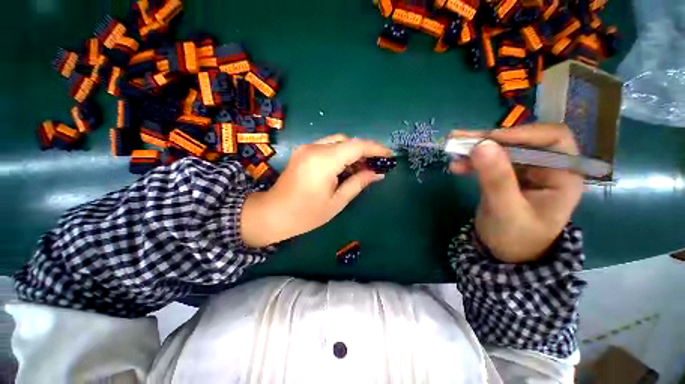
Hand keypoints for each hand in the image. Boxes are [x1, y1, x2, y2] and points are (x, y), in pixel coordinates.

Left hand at [241, 134, 392, 247]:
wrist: (273, 214)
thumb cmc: (306, 214)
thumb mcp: (337, 201)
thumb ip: (358, 183)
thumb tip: (377, 173)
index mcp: (324, 161)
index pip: (356, 146)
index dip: (375, 149)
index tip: (389, 156)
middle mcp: (314, 148)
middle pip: (347, 141)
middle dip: (364, 151)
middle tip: (375, 166)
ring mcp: (306, 148)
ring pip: (337, 142)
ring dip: (352, 152)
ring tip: (361, 169)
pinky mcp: (303, 152)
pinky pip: (327, 147)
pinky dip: (340, 154)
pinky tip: (345, 168)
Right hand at [449, 124, 583, 262]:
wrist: (505, 253)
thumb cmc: (515, 238)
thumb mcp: (505, 210)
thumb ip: (496, 179)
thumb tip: (481, 145)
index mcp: (563, 175)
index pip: (552, 138)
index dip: (521, 134)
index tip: (487, 139)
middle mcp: (547, 167)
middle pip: (521, 141)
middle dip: (489, 139)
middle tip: (459, 139)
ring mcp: (525, 171)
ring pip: (502, 149)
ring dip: (476, 148)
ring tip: (452, 149)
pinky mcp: (507, 176)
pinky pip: (490, 161)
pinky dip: (472, 160)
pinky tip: (456, 165)